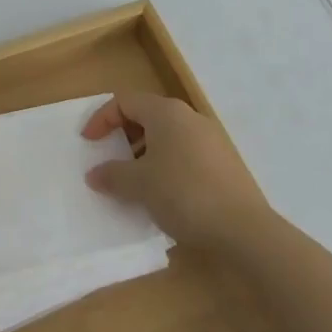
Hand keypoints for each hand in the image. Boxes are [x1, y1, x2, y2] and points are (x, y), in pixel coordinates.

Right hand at [82, 93, 272, 250]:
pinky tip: (164, 194)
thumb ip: (112, 175)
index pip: (125, 101)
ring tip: (134, 181)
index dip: (102, 118)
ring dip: (145, 153)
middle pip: (147, 115)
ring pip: (168, 136)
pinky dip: (166, 165)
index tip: (88, 143)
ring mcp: (211, 139)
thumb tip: (94, 174)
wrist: (243, 229)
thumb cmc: (183, 193)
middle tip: (110, 159)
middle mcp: (189, 117)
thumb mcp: (139, 185)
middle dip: (124, 136)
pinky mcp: (224, 162)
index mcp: (166, 112)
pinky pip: (185, 153)